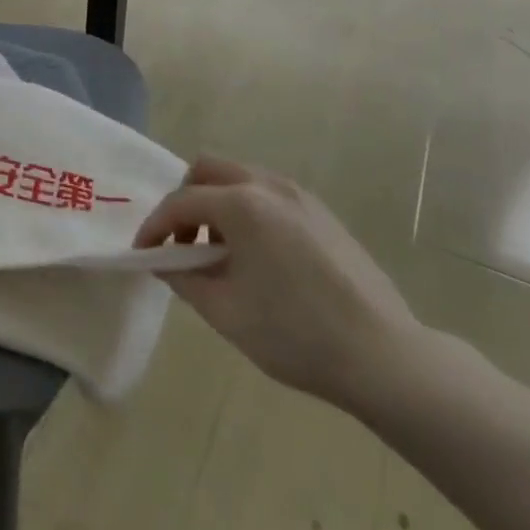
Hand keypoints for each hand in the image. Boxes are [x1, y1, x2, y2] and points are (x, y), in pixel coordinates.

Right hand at [134, 158, 421, 411]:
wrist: (385, 358)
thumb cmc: (296, 335)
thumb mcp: (226, 312)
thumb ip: (184, 278)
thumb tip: (165, 262)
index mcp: (242, 205)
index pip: (181, 202)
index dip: (155, 227)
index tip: (144, 253)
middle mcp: (269, 186)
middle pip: (208, 170)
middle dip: (185, 201)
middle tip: (182, 243)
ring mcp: (300, 196)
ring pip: (240, 178)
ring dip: (217, 204)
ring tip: (219, 253)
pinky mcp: (322, 213)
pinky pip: (268, 194)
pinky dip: (247, 210)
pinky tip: (257, 256)